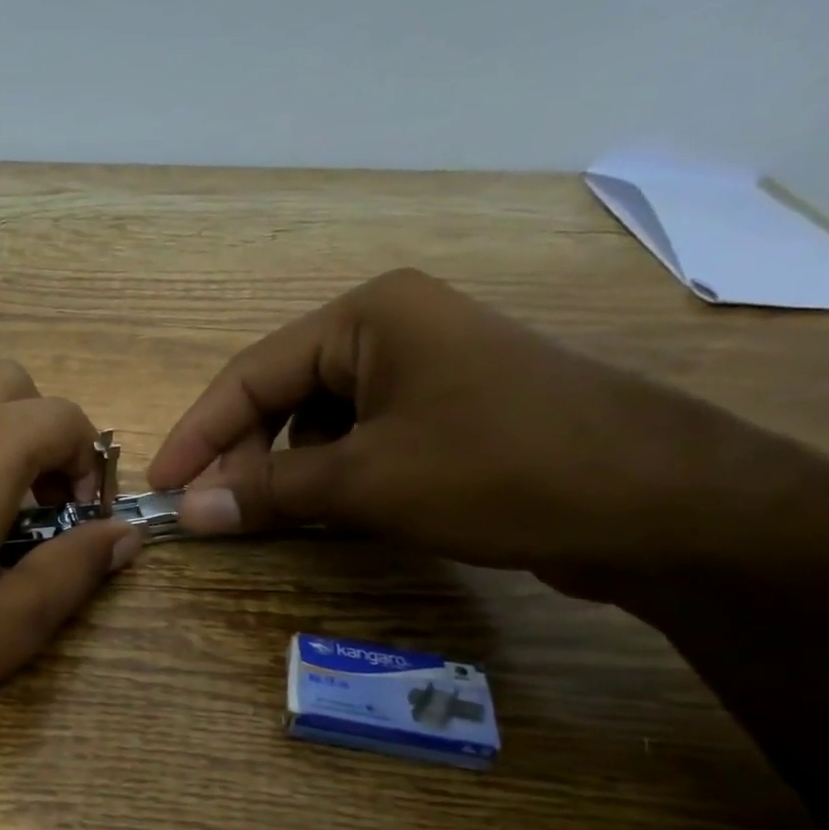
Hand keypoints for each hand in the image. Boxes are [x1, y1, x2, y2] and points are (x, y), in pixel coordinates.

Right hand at [148, 269, 779, 590]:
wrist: (666, 506)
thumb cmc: (502, 470)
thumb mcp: (369, 481)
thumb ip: (268, 492)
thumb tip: (188, 511)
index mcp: (369, 316)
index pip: (251, 374)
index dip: (198, 434)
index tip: (162, 486)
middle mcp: (393, 327)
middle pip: (282, 393)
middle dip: (242, 454)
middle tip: (212, 512)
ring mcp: (425, 368)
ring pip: (319, 418)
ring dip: (283, 466)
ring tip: (265, 513)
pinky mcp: (449, 409)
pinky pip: (360, 435)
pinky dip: (329, 472)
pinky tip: (325, 506)